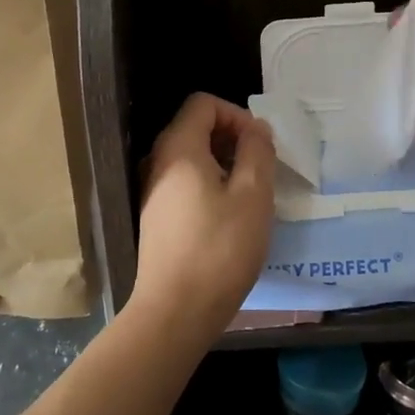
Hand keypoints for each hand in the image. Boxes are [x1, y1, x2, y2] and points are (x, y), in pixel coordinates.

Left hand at [133, 93, 275, 343]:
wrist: (175, 311)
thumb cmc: (219, 249)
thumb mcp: (252, 196)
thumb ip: (257, 152)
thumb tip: (256, 128)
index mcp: (178, 148)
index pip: (203, 103)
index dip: (236, 114)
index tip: (259, 145)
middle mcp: (158, 161)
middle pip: (196, 127)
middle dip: (233, 139)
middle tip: (261, 170)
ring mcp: (153, 190)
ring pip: (192, 157)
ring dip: (224, 164)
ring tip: (250, 196)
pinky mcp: (156, 216)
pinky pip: (185, 182)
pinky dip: (210, 185)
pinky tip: (229, 217)